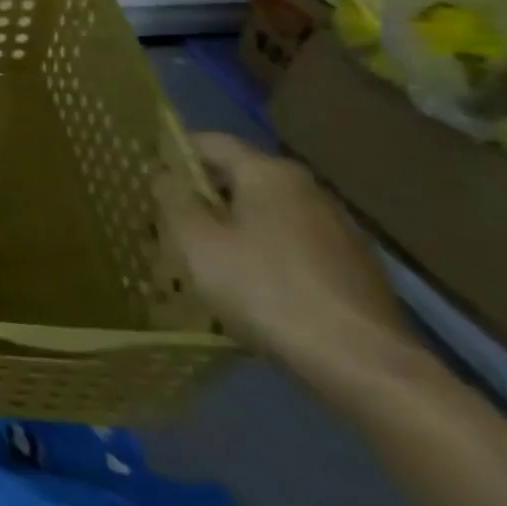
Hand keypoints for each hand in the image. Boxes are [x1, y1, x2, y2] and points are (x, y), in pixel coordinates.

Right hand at [155, 132, 416, 389]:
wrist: (361, 363)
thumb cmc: (264, 289)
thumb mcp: (196, 242)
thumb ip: (173, 199)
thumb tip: (164, 175)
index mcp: (270, 174)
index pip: (209, 142)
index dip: (171, 154)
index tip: (144, 179)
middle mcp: (308, 190)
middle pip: (238, 177)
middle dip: (198, 195)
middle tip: (162, 221)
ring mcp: (338, 228)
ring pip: (264, 211)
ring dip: (229, 224)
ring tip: (198, 255)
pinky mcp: (352, 265)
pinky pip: (289, 241)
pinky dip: (260, 250)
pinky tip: (245, 282)